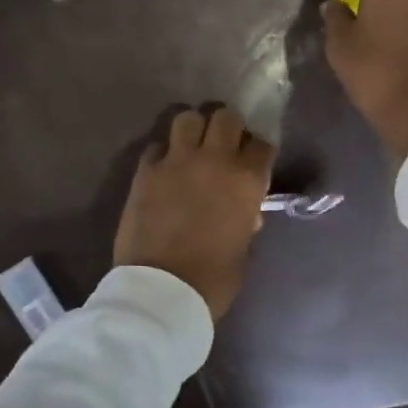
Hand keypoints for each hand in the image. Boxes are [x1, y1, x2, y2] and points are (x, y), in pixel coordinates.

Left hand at [114, 107, 275, 321]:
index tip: (252, 160)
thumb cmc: (213, 280)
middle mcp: (214, 160)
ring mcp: (176, 161)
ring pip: (187, 118)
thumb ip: (246, 220)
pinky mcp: (145, 171)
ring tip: (191, 149)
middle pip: (225, 117)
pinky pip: (156, 146)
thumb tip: (245, 210)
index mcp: (246, 181)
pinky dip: (163, 154)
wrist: (161, 291)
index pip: (261, 143)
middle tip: (222, 146)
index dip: (257, 150)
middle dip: (227, 128)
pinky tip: (164, 169)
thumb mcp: (243, 249)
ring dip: (193, 130)